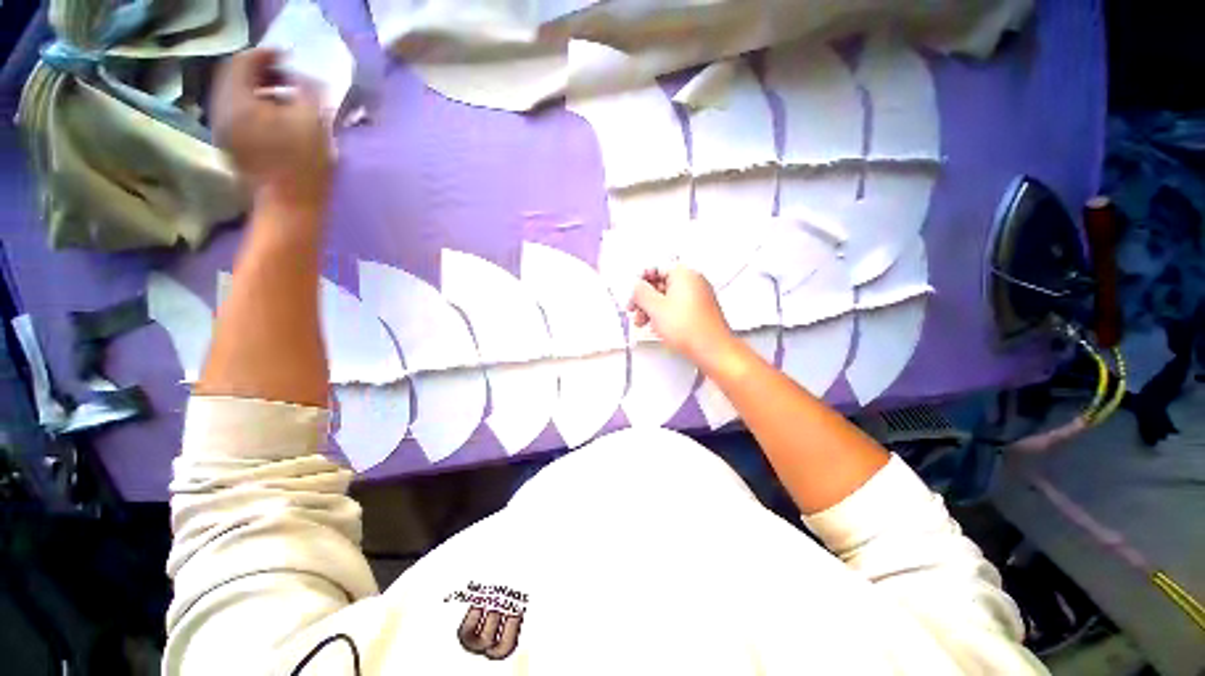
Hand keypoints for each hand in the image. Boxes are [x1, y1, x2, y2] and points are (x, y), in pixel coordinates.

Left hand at [211, 49, 331, 213]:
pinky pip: (237, 112)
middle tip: (289, 78)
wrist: (289, 205)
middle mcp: (222, 109)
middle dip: (262, 72)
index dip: (267, 55)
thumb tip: (303, 77)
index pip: (243, 62)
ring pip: (236, 95)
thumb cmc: (303, 165)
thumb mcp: (312, 122)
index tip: (290, 59)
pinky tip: (276, 118)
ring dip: (260, 90)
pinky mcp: (231, 144)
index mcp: (237, 101)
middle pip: (235, 76)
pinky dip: (255, 106)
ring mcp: (223, 129)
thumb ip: (306, 91)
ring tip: (286, 98)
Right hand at [628, 267, 734, 363]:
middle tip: (636, 309)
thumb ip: (640, 293)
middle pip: (661, 283)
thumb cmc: (691, 329)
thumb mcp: (655, 308)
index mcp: (684, 274)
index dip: (640, 282)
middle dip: (644, 298)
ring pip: (668, 297)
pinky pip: (677, 306)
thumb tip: (635, 286)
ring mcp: (698, 296)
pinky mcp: (699, 310)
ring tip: (644, 321)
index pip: (655, 268)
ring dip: (652, 308)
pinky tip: (657, 326)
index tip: (632, 293)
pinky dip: (664, 314)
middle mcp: (693, 281)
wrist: (712, 349)